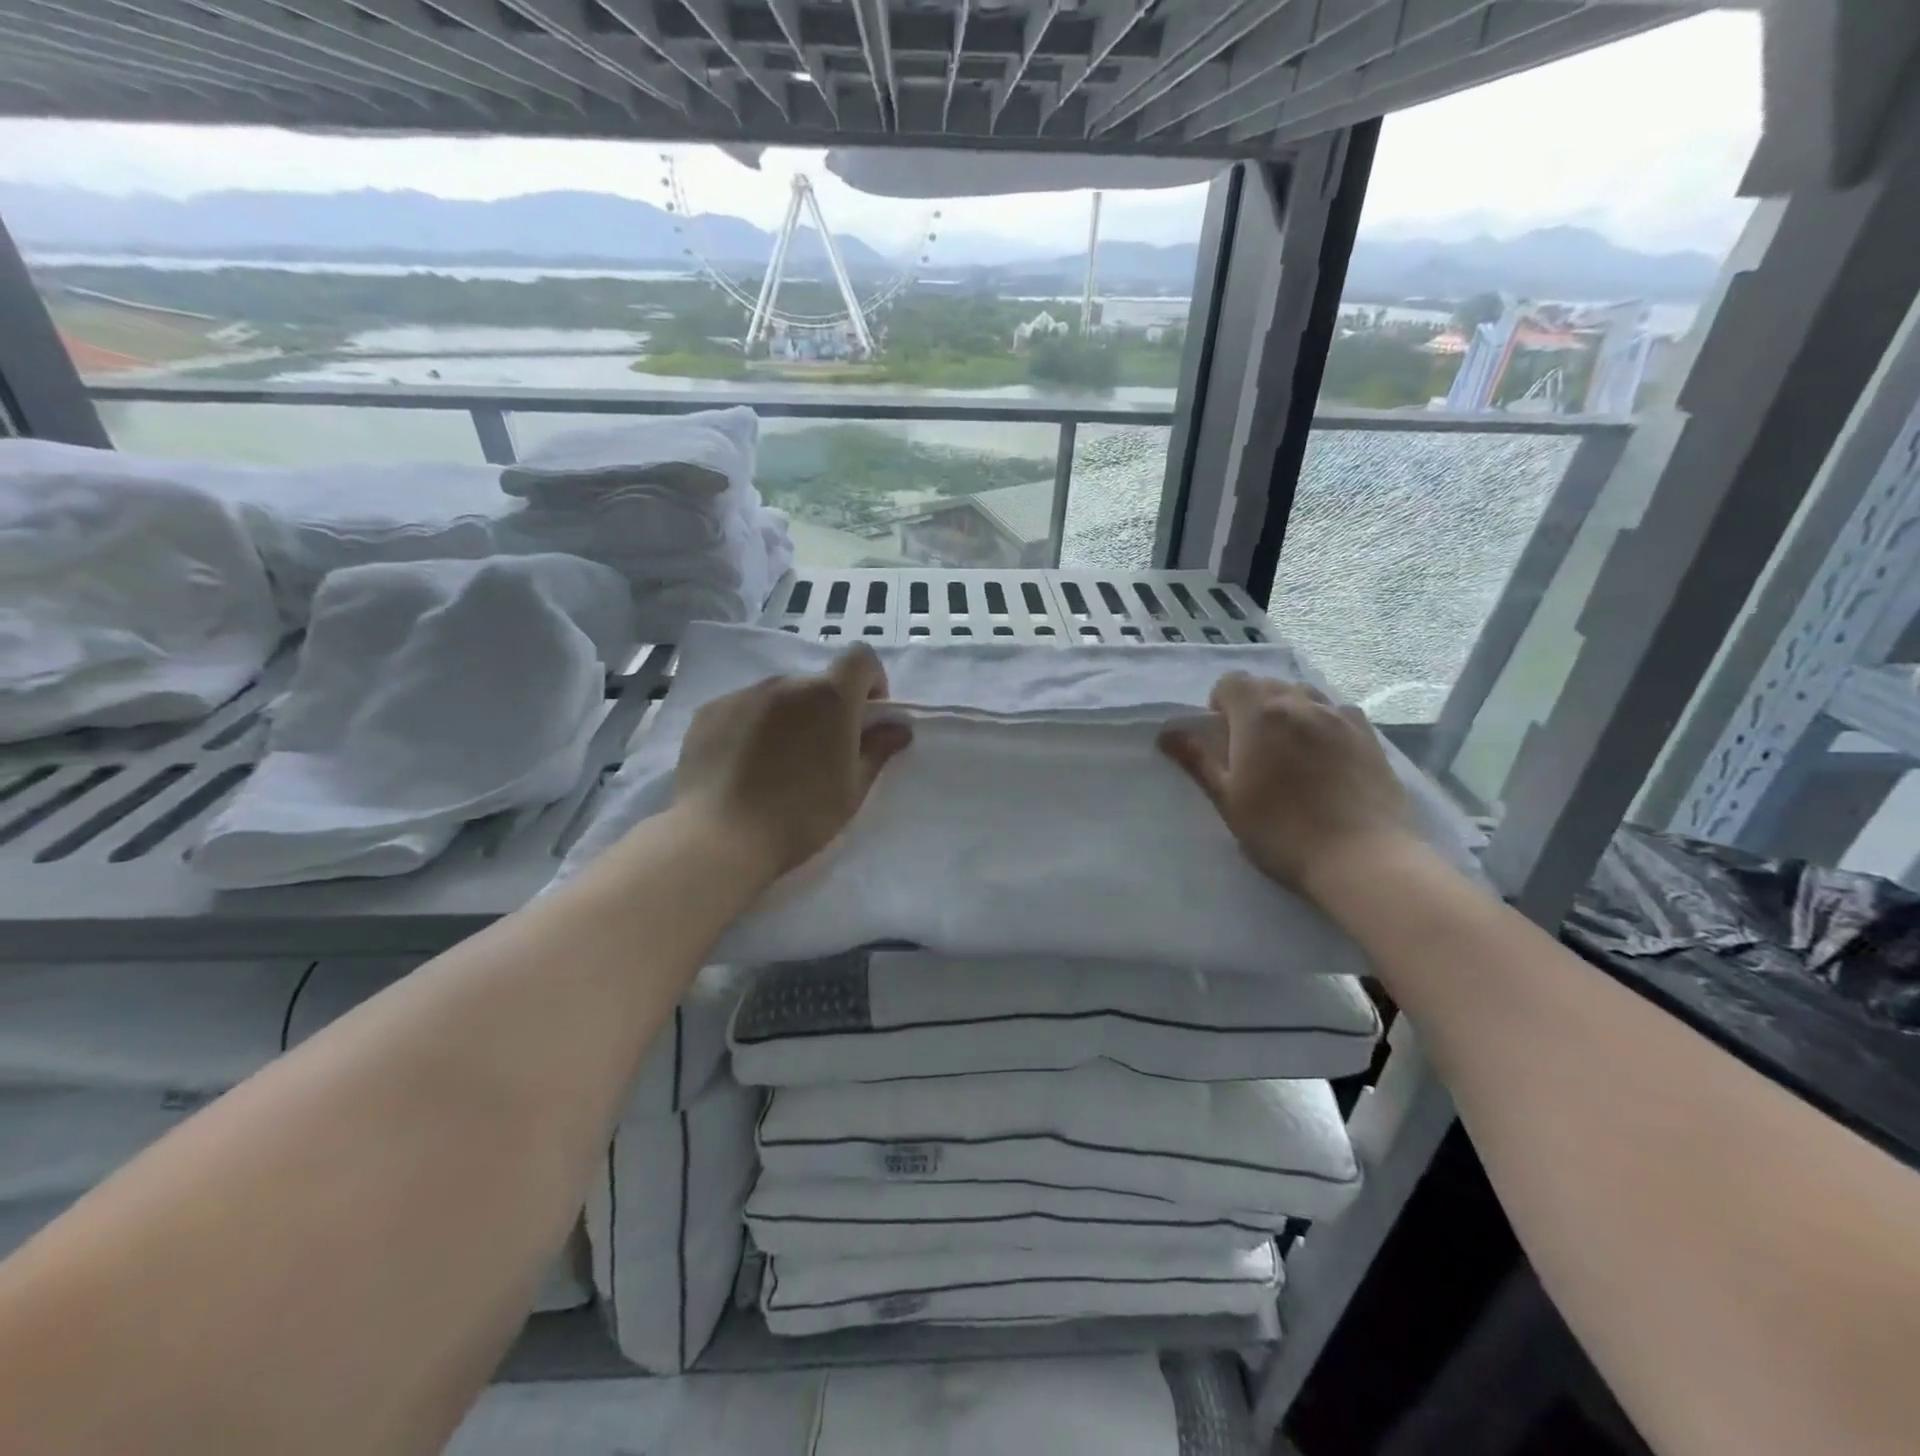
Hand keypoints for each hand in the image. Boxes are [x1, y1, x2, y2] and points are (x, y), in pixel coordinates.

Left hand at [672, 643, 912, 881]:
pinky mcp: (709, 711)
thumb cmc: (800, 816)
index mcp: (830, 697)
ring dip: (788, 717)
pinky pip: (743, 709)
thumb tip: (898, 728)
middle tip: (820, 754)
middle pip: (817, 683)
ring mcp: (743, 694)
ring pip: (778, 696)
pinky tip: (742, 767)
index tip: (865, 718)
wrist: (719, 838)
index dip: (870, 681)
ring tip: (776, 764)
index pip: (860, 657)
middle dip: (827, 709)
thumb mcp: (852, 789)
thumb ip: (877, 750)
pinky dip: (751, 727)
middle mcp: (786, 684)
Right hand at [1158, 673, 1411, 902]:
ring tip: (1288, 748)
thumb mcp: (1227, 799)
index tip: (1222, 738)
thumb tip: (1166, 733)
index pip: (1231, 682)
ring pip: (1304, 695)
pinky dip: (1323, 722)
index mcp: (1259, 715)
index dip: (1220, 704)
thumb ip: (1197, 760)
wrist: (1361, 858)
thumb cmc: (1280, 831)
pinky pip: (1338, 712)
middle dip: (1252, 706)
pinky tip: (1325, 755)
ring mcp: (1340, 717)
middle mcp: (1301, 704)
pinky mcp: (1370, 736)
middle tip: (1250, 748)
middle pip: (1267, 685)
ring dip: (1288, 710)